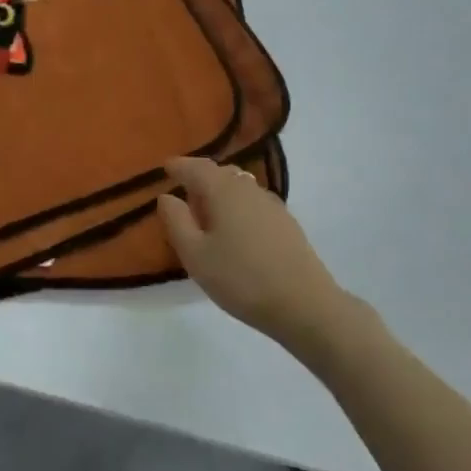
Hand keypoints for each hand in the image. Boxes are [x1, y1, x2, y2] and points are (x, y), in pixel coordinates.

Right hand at [157, 157, 348, 349]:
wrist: (304, 304)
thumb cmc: (241, 278)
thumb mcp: (195, 255)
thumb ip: (176, 221)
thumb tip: (167, 196)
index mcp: (224, 190)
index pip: (196, 167)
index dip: (179, 166)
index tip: (166, 167)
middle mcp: (249, 188)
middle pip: (221, 173)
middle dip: (200, 178)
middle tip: (184, 194)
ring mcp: (272, 204)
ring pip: (239, 187)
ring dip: (220, 193)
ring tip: (207, 214)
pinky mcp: (286, 223)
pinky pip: (253, 203)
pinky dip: (238, 206)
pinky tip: (235, 230)